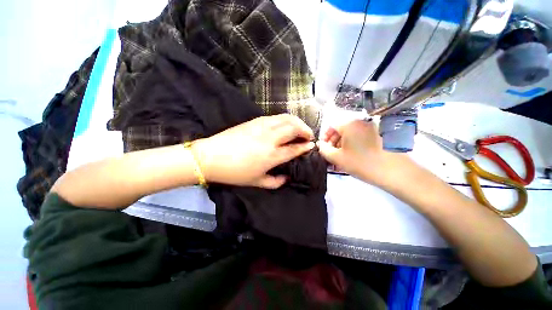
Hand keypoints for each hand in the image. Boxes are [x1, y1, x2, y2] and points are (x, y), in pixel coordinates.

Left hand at [193, 114, 314, 188]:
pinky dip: (285, 119)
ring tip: (300, 128)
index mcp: (272, 155)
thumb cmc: (235, 172)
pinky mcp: (255, 120)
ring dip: (297, 122)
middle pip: (294, 128)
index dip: (305, 146)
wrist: (211, 157)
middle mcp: (271, 138)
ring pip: (286, 118)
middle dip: (305, 130)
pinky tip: (284, 125)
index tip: (311, 146)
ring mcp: (262, 126)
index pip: (295, 148)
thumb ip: (276, 182)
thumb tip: (287, 177)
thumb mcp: (257, 182)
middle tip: (308, 136)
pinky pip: (275, 116)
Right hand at [318, 120, 399, 185]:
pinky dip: (353, 144)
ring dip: (342, 144)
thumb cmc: (361, 163)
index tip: (324, 148)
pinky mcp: (378, 134)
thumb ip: (324, 150)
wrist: (393, 171)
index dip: (325, 137)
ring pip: (350, 134)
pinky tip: (353, 155)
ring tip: (341, 157)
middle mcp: (360, 122)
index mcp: (349, 124)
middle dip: (333, 141)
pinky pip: (360, 137)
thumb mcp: (337, 158)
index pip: (331, 126)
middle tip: (331, 154)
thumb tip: (321, 144)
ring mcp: (371, 128)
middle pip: (340, 129)